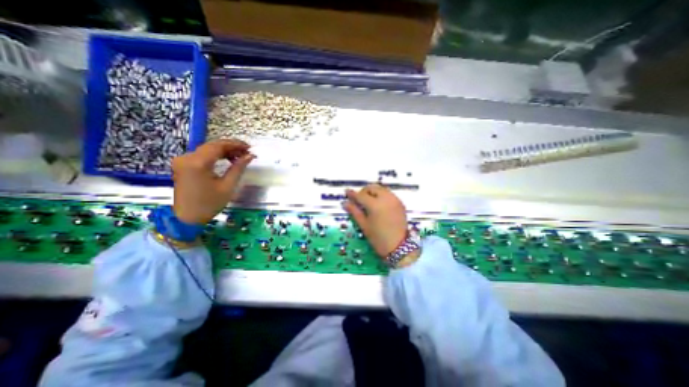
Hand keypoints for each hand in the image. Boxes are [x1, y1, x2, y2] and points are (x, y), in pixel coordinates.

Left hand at [171, 140, 254, 223]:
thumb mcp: (228, 186)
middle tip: (247, 152)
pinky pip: (202, 155)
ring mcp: (183, 160)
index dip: (235, 144)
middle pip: (212, 145)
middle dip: (231, 147)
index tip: (249, 148)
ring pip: (207, 149)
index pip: (218, 145)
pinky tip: (227, 160)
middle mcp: (187, 157)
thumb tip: (250, 156)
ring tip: (239, 157)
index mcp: (198, 163)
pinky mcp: (183, 165)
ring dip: (224, 151)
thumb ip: (238, 168)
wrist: (187, 217)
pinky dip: (215, 155)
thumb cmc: (210, 203)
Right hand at [345, 183, 406, 258]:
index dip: (353, 194)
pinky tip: (379, 205)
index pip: (361, 195)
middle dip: (364, 191)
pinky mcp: (400, 203)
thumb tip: (345, 203)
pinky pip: (388, 194)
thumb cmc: (378, 238)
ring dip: (373, 192)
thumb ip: (354, 211)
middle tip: (359, 200)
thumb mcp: (364, 225)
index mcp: (375, 204)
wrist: (399, 247)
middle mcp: (386, 198)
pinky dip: (381, 195)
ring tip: (369, 202)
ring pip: (381, 189)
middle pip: (372, 188)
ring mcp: (395, 200)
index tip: (347, 192)